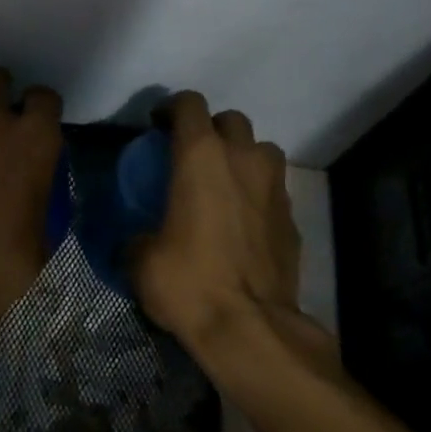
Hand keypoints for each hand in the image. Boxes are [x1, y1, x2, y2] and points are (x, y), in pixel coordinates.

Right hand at [131, 93, 323, 371]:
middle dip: (211, 130)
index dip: (171, 109)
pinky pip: (273, 189)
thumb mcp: (141, 260)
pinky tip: (242, 223)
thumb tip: (139, 238)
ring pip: (261, 150)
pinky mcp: (293, 217)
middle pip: (230, 120)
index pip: (189, 104)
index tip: (157, 127)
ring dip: (242, 157)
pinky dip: (257, 194)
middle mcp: (243, 159)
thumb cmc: (188, 282)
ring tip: (224, 185)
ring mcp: (275, 186)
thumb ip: (138, 235)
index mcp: (200, 156)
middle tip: (191, 157)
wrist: (249, 327)